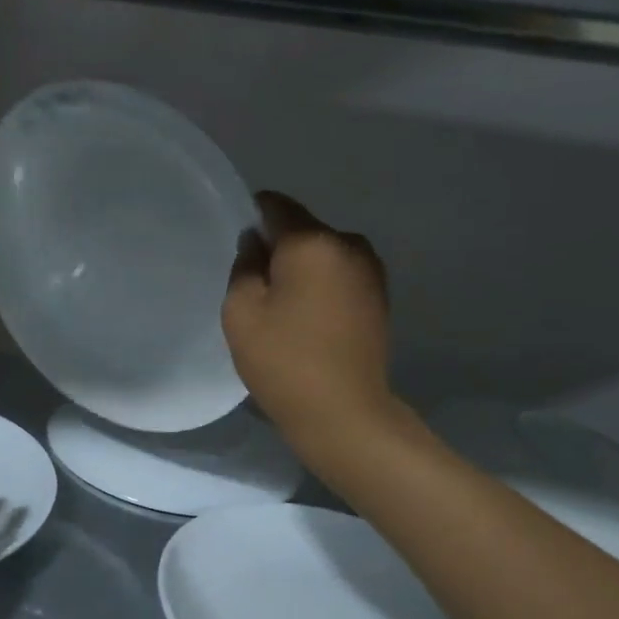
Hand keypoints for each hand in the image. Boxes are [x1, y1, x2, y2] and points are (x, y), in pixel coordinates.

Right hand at [223, 191, 400, 466]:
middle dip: (278, 249)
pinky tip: (307, 320)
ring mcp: (371, 271)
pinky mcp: (379, 298)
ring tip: (282, 308)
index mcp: (313, 241)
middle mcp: (349, 244)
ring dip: (302, 270)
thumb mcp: (241, 311)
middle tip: (255, 287)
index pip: (276, 206)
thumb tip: (257, 243)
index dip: (252, 216)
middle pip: (303, 230)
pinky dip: (321, 288)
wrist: (344, 413)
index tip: (238, 246)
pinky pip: (340, 276)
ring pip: (323, 255)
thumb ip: (244, 265)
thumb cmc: (284, 360)